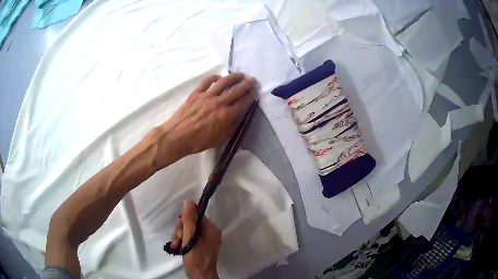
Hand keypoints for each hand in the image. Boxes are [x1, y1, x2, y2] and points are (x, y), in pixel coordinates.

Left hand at [155, 73, 255, 165]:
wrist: (177, 136)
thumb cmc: (198, 142)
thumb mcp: (219, 140)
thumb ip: (230, 127)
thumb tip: (236, 117)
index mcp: (226, 115)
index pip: (242, 102)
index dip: (250, 95)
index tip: (255, 90)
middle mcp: (218, 103)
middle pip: (235, 90)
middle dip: (246, 84)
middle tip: (252, 79)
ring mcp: (206, 96)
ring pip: (223, 82)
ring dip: (233, 77)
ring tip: (239, 74)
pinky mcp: (196, 94)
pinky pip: (206, 82)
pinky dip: (214, 78)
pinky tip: (218, 77)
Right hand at [171, 201, 221, 278]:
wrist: (200, 276)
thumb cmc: (196, 258)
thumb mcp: (190, 238)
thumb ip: (189, 221)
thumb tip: (188, 202)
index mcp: (211, 230)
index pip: (197, 216)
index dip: (186, 220)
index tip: (180, 228)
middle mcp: (210, 233)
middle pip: (191, 223)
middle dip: (181, 230)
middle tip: (178, 240)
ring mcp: (205, 240)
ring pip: (188, 230)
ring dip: (179, 236)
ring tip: (176, 245)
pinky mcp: (199, 246)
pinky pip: (189, 237)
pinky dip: (182, 241)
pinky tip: (177, 247)